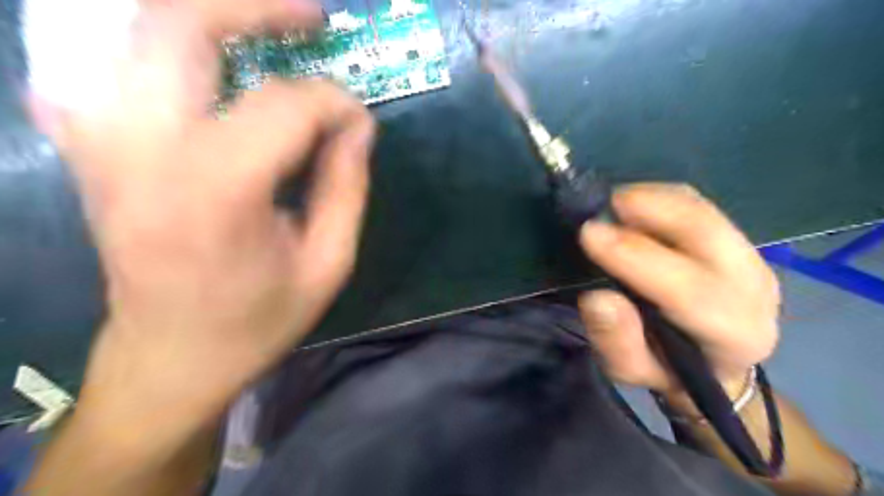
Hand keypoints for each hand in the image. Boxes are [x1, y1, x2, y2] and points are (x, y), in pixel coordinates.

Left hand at [34, 0, 372, 433]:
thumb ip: (347, 188)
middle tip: (312, 19)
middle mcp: (144, 150)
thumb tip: (359, 126)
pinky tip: (201, 69)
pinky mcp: (92, 149)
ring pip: (135, 30)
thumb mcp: (328, 264)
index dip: (335, 104)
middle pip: (181, 26)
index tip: (360, 124)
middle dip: (257, 8)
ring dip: (208, 18)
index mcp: (217, 190)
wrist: (171, 357)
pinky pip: (107, 64)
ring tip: (264, 29)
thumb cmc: (259, 319)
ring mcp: (103, 143)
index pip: (285, 105)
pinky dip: (155, 51)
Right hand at [582, 183, 778, 408]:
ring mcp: (750, 257)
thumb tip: (597, 298)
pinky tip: (632, 205)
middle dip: (651, 209)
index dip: (635, 257)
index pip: (689, 290)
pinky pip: (698, 205)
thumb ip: (616, 341)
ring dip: (653, 199)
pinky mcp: (736, 239)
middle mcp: (753, 289)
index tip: (589, 234)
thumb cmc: (666, 368)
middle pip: (707, 233)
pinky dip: (661, 197)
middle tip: (602, 204)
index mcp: (734, 334)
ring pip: (702, 211)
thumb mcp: (631, 370)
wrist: (713, 363)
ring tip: (611, 203)